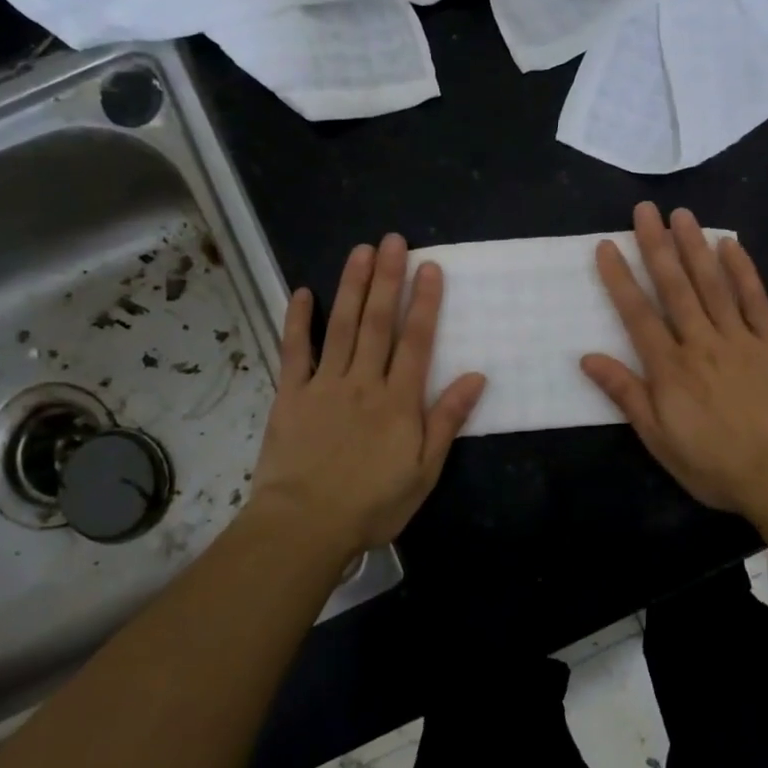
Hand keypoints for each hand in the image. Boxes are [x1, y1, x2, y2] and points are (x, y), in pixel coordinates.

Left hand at [248, 234, 484, 556]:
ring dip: (351, 286)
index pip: (416, 341)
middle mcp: (363, 382)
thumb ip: (447, 420)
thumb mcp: (424, 471)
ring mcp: (324, 385)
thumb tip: (477, 377)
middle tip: (393, 241)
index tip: (429, 267)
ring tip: (360, 251)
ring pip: (340, 326)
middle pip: (378, 322)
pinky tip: (302, 293)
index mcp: (398, 400)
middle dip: (388, 279)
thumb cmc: (372, 504)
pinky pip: (294, 351)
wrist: (305, 526)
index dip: (425, 302)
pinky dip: (298, 321)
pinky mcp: (291, 395)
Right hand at [582, 203, 767, 519]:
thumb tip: (588, 358)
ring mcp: (740, 339)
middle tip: (644, 210)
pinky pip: (756, 300)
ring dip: (695, 247)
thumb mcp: (660, 440)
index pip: (638, 314)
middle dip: (656, 246)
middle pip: (675, 287)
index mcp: (670, 368)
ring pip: (713, 284)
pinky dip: (743, 270)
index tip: (607, 245)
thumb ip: (627, 394)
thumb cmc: (716, 465)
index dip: (620, 278)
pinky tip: (731, 244)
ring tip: (681, 214)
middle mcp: (701, 342)